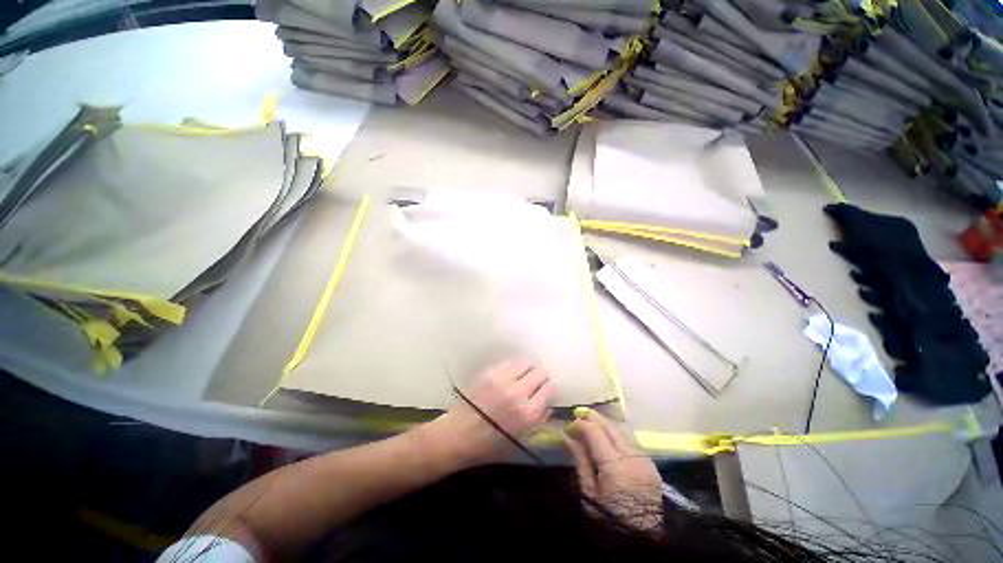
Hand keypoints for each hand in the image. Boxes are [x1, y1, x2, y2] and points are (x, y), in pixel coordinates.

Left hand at [423, 360, 553, 469]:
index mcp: (528, 413)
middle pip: (540, 372)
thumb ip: (538, 419)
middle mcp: (518, 392)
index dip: (550, 388)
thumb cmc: (490, 444)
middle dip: (541, 377)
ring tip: (522, 377)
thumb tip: (548, 403)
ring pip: (525, 363)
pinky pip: (509, 363)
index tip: (547, 390)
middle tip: (536, 383)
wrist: (458, 434)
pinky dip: (513, 368)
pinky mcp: (489, 372)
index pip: (550, 388)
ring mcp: (502, 380)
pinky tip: (509, 376)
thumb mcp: (521, 438)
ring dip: (527, 370)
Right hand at [563, 408, 662, 528]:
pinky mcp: (651, 465)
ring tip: (590, 424)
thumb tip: (566, 435)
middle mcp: (632, 458)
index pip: (595, 432)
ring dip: (605, 424)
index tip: (568, 427)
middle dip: (593, 417)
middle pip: (611, 426)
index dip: (580, 424)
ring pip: (622, 430)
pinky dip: (617, 434)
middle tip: (578, 414)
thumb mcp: (589, 493)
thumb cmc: (609, 521)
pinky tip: (607, 437)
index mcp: (615, 467)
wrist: (641, 542)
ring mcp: (645, 460)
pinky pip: (631, 441)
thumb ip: (580, 460)